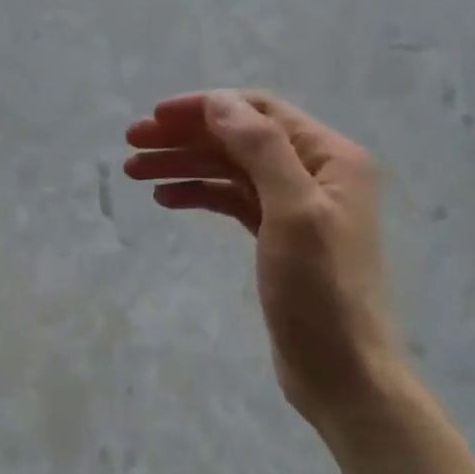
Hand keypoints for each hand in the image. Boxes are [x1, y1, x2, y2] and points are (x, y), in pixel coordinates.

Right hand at [124, 91, 399, 439]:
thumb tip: (219, 102)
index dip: (205, 109)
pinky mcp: (279, 239)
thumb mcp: (294, 212)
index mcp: (331, 158)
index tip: (154, 118)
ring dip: (186, 165)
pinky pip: (234, 202)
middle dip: (186, 137)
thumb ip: (261, 149)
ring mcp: (296, 208)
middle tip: (132, 146)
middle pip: (241, 139)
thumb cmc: (321, 293)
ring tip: (136, 172)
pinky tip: (168, 198)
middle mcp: (316, 174)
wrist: (342, 372)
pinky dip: (201, 194)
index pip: (259, 113)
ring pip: (232, 170)